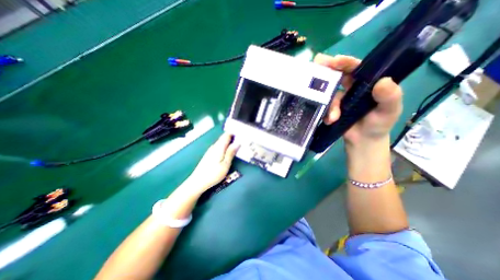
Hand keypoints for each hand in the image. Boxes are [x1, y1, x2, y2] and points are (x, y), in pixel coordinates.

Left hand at [189, 133, 240, 192]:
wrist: (198, 182)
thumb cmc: (213, 174)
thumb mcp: (225, 164)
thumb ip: (231, 153)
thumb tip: (238, 143)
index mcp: (219, 147)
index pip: (226, 135)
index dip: (234, 133)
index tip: (241, 133)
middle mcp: (214, 146)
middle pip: (223, 138)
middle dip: (231, 137)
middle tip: (240, 138)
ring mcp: (210, 150)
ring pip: (220, 142)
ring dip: (228, 141)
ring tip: (235, 143)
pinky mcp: (208, 155)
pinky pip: (218, 146)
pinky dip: (224, 146)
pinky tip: (226, 150)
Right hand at [314, 53, 403, 145]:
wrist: (363, 141)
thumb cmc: (379, 124)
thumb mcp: (389, 111)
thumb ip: (390, 97)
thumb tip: (383, 81)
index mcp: (367, 83)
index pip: (355, 68)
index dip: (344, 62)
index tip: (334, 61)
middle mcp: (351, 88)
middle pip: (337, 76)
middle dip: (326, 72)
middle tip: (315, 66)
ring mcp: (340, 99)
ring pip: (329, 96)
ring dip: (330, 105)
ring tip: (333, 118)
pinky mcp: (331, 109)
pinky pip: (325, 107)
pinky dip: (326, 114)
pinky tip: (330, 121)